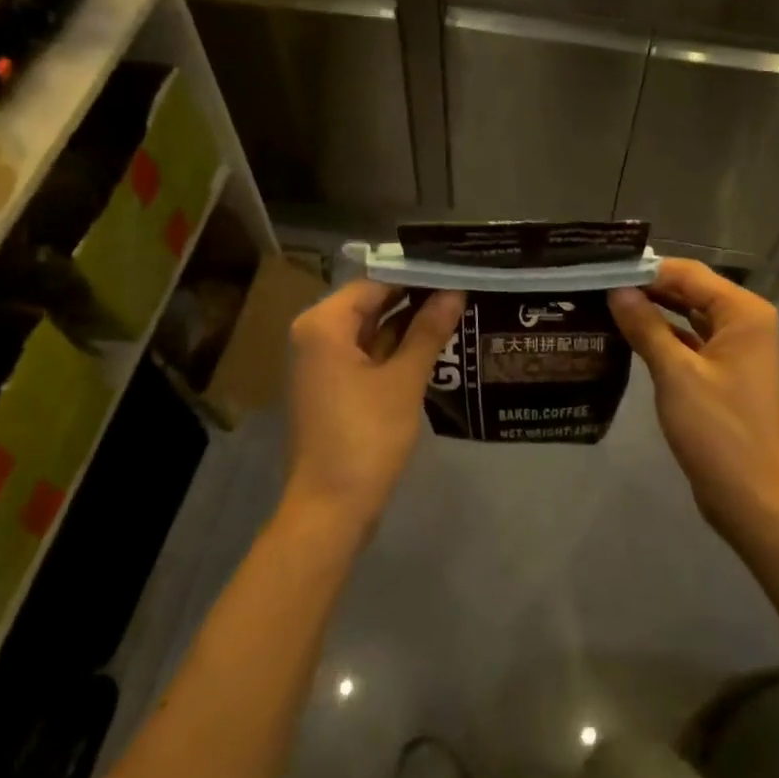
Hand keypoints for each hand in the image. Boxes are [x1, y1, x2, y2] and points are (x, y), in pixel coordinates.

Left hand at [284, 279, 463, 534]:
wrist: (332, 509)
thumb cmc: (366, 437)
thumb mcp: (403, 380)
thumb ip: (428, 331)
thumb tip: (455, 291)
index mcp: (323, 325)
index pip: (374, 283)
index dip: (415, 276)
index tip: (454, 269)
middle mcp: (316, 336)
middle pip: (370, 303)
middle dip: (414, 298)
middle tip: (462, 287)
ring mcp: (323, 363)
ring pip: (371, 330)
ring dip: (408, 324)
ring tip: (457, 309)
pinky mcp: (334, 387)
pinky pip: (367, 354)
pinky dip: (396, 348)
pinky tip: (434, 343)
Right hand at [608, 261, 778, 535]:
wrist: (752, 497)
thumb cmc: (718, 430)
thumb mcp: (676, 373)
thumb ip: (645, 326)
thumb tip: (617, 290)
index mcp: (742, 312)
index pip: (687, 274)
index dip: (645, 270)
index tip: (601, 271)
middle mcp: (743, 322)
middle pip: (689, 291)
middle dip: (646, 289)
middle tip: (596, 287)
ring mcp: (734, 349)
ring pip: (687, 317)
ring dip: (652, 313)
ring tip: (604, 306)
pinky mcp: (722, 374)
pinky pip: (689, 342)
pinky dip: (662, 338)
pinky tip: (626, 337)